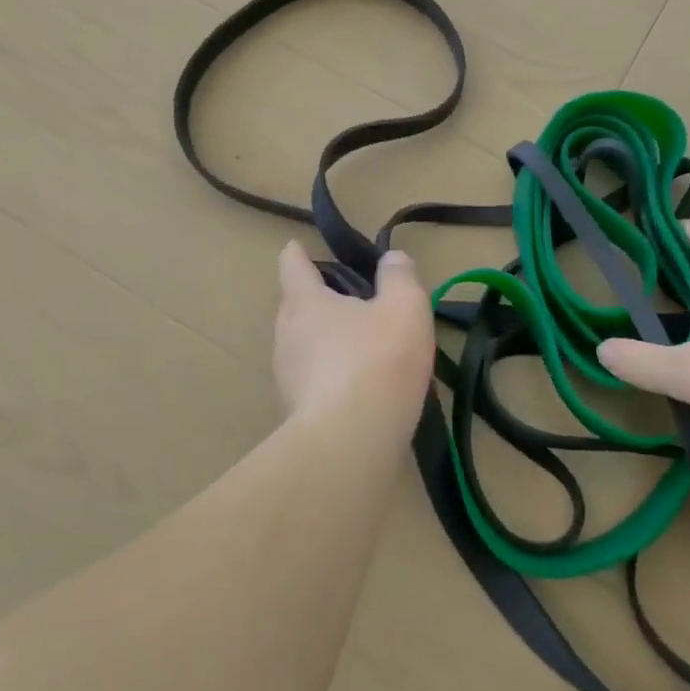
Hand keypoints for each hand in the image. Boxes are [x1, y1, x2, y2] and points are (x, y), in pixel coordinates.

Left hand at [273, 242, 434, 433]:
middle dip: (318, 300)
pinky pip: (312, 382)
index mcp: (304, 302)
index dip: (297, 253)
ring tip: (361, 347)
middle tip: (351, 301)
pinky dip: (330, 377)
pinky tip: (359, 390)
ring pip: (303, 347)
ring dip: (325, 342)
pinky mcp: (295, 414)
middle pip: (296, 307)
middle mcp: (285, 336)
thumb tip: (392, 258)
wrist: (350, 443)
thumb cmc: (378, 361)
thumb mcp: (404, 307)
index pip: (293, 265)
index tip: (297, 246)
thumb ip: (400, 276)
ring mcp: (286, 378)